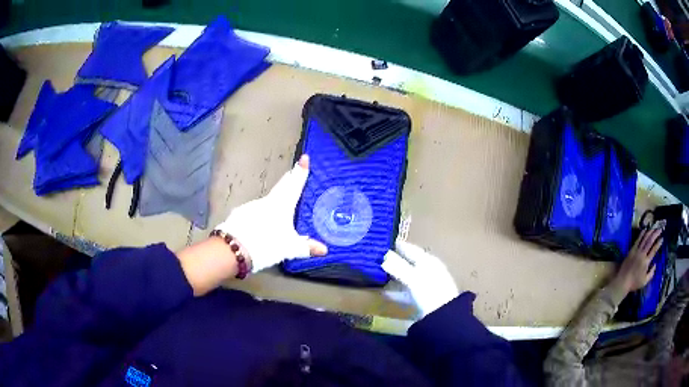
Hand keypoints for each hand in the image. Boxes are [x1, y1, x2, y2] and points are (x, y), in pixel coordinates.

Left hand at [215, 155, 326, 272]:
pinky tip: (259, 225)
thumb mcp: (290, 248)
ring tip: (278, 208)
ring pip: (266, 202)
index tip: (304, 157)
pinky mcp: (239, 215)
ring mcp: (250, 206)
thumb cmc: (267, 244)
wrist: (234, 249)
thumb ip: (306, 247)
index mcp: (281, 204)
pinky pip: (253, 212)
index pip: (294, 184)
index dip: (300, 171)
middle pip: (280, 188)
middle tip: (293, 173)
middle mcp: (266, 201)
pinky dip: (259, 215)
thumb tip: (324, 250)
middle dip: (288, 180)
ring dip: (273, 202)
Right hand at [382, 240, 458, 315]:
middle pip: (410, 262)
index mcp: (429, 261)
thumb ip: (398, 267)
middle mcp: (429, 270)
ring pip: (408, 276)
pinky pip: (406, 290)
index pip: (412, 249)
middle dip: (396, 260)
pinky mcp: (423, 298)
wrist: (443, 315)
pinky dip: (396, 290)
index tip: (384, 242)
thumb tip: (384, 256)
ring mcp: (427, 284)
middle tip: (379, 257)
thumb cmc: (430, 292)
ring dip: (395, 275)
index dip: (399, 246)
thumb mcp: (413, 278)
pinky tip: (386, 293)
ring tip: (380, 273)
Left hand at [613, 227, 662, 292]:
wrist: (622, 281)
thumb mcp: (644, 282)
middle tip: (660, 229)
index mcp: (646, 262)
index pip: (654, 250)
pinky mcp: (631, 250)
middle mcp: (642, 254)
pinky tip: (645, 229)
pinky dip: (642, 234)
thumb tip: (655, 264)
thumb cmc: (634, 283)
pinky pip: (637, 240)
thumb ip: (651, 273)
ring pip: (644, 238)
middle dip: (656, 234)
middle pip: (650, 241)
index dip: (658, 243)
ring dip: (650, 232)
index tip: (662, 239)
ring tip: (654, 227)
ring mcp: (636, 251)